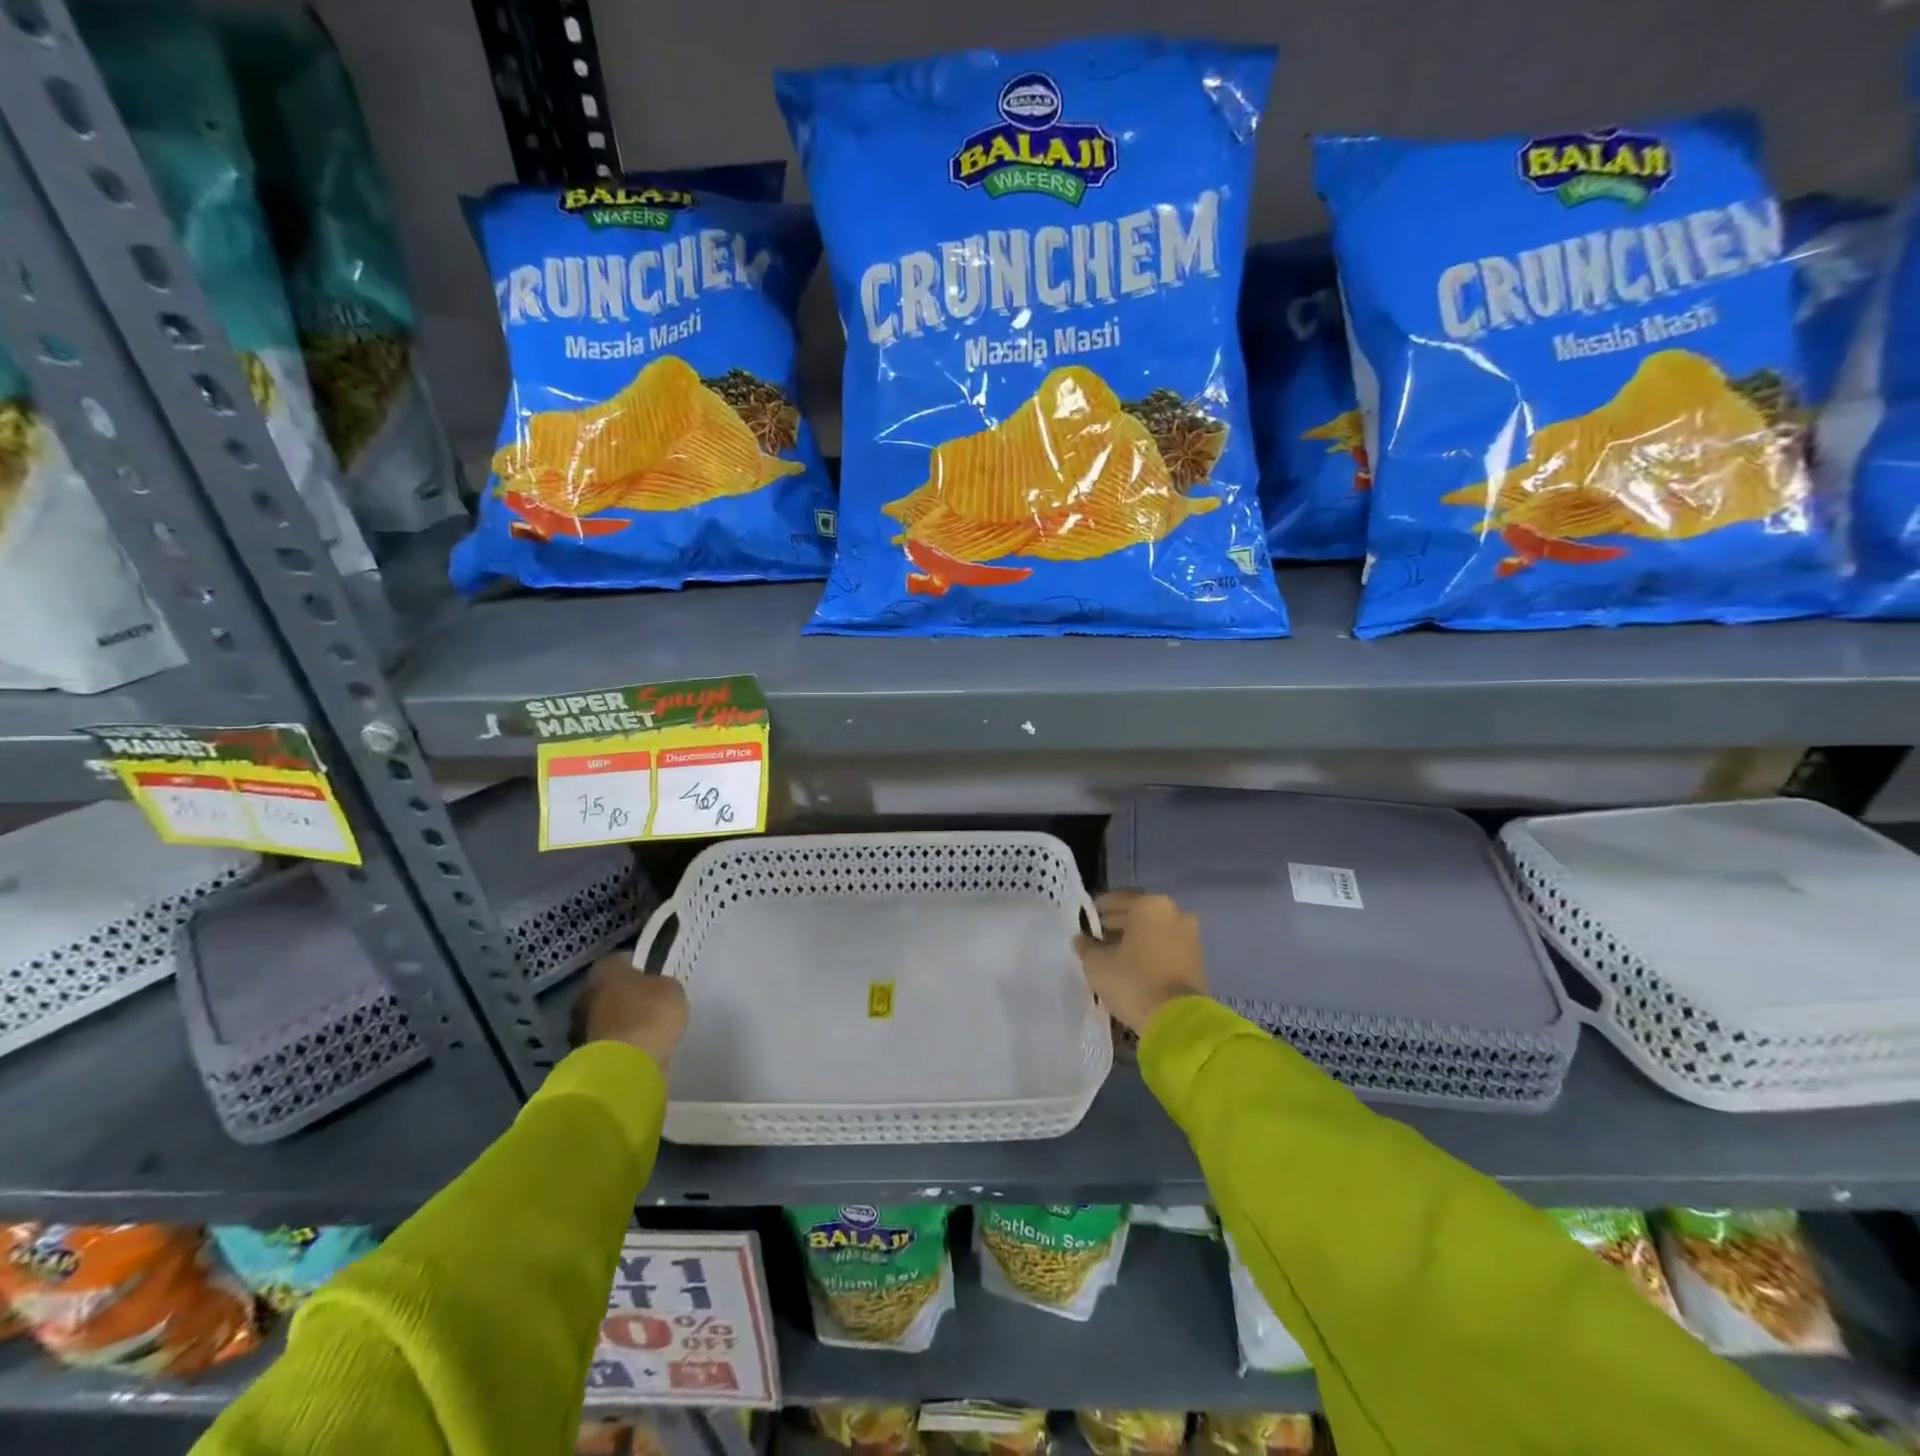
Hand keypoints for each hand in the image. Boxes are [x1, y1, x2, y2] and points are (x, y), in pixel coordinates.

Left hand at [573, 956, 688, 1070]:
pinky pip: (607, 1041)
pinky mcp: (583, 1055)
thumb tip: (655, 988)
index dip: (640, 965)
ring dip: (621, 1020)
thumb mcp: (671, 989)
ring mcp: (580, 1027)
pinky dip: (619, 1042)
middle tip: (650, 1000)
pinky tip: (638, 1046)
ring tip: (646, 1027)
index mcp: (605, 970)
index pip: (622, 959)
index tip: (654, 973)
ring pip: (606, 1016)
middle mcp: (586, 994)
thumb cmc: (650, 1015)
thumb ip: (661, 984)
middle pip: (609, 989)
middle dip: (626, 994)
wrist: (624, 1067)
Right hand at [1074, 890, 1207, 1036]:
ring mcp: (1190, 935)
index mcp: (1150, 904)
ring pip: (1155, 929)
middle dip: (1117, 923)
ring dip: (1135, 938)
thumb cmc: (1133, 982)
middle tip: (1097, 938)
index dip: (1098, 910)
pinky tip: (1134, 966)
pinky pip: (1167, 945)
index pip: (1117, 899)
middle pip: (1138, 912)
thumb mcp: (1097, 964)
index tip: (1086, 922)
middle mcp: (1174, 912)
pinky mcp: (1197, 958)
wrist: (1177, 1021)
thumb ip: (1086, 946)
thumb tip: (1081, 939)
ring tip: (1114, 955)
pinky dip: (1151, 950)